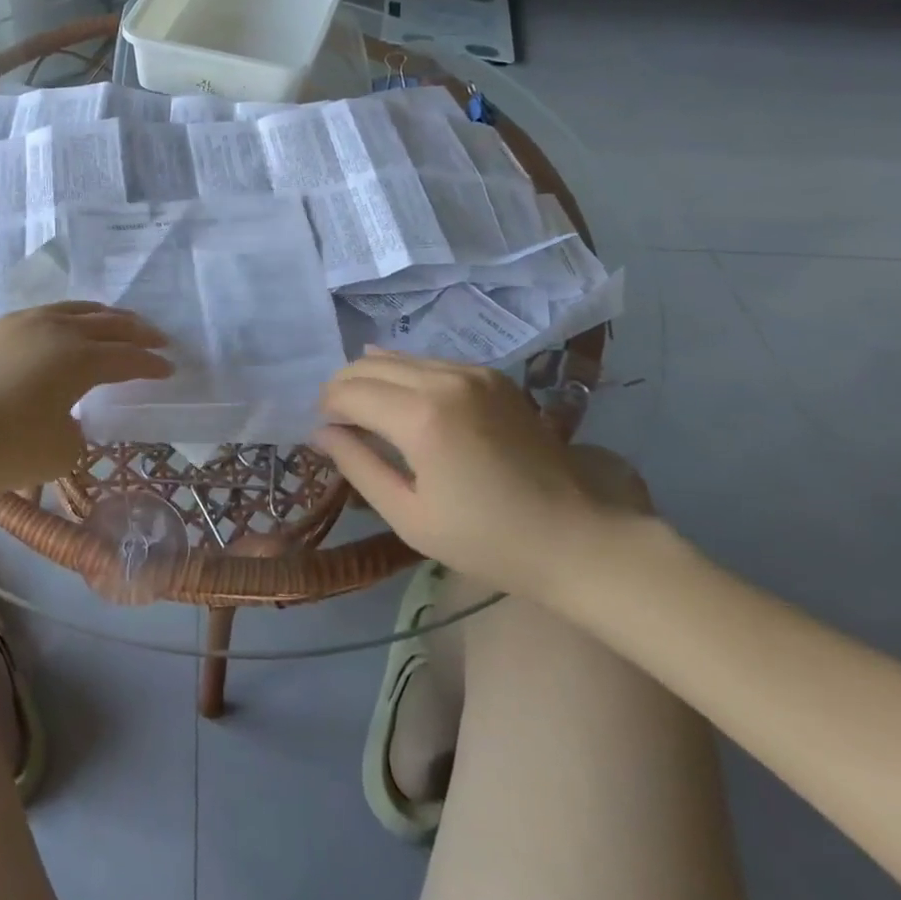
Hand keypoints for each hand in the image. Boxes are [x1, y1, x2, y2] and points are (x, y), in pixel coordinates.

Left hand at [0, 302, 173, 493]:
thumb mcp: (55, 454)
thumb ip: (77, 434)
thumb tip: (70, 420)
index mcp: (78, 358)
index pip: (127, 358)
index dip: (151, 364)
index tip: (169, 368)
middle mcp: (57, 329)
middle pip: (108, 323)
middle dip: (137, 331)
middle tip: (157, 338)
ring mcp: (24, 322)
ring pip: (76, 309)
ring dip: (104, 317)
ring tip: (117, 323)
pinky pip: (49, 312)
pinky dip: (71, 318)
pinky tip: (66, 329)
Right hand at [313, 349, 652, 599]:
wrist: (578, 539)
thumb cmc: (488, 541)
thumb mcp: (410, 517)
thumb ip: (358, 466)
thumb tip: (322, 433)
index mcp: (421, 416)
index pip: (349, 391)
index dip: (326, 406)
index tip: (322, 430)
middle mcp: (443, 379)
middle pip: (368, 365)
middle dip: (343, 387)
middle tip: (336, 420)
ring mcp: (471, 372)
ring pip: (398, 358)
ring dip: (372, 377)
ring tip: (366, 410)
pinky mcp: (492, 375)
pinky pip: (430, 362)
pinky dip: (405, 375)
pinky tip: (403, 399)